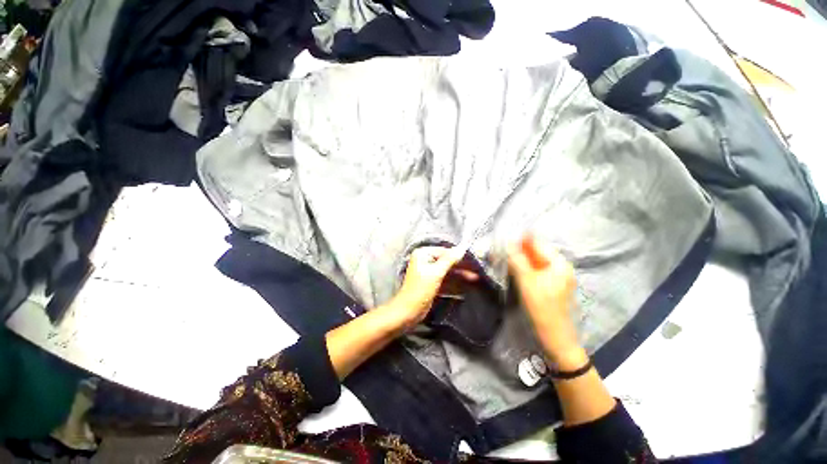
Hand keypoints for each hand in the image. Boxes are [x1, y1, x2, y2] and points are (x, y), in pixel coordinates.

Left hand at [387, 246, 475, 329]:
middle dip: (461, 267)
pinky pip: (445, 281)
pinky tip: (465, 287)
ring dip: (460, 276)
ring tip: (476, 278)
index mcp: (423, 254)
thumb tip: (462, 248)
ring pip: (447, 272)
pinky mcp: (431, 284)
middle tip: (477, 271)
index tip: (474, 259)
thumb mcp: (436, 273)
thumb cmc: (420, 290)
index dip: (459, 255)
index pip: (444, 251)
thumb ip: (449, 260)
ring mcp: (428, 273)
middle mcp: (425, 261)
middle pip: (447, 262)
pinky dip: (454, 284)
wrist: (408, 312)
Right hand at [508, 235, 584, 368]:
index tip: (502, 238)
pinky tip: (511, 270)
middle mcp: (559, 268)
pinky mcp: (549, 287)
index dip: (519, 240)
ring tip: (501, 258)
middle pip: (535, 253)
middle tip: (498, 249)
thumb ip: (517, 259)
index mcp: (559, 264)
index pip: (537, 244)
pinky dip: (522, 270)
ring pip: (533, 263)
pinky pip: (534, 273)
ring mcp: (554, 278)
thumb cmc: (542, 308)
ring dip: (518, 260)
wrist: (554, 339)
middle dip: (517, 250)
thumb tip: (507, 242)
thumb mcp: (527, 281)